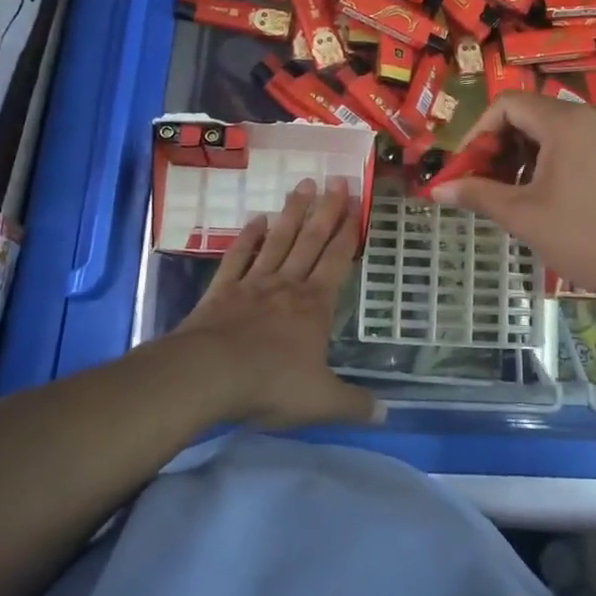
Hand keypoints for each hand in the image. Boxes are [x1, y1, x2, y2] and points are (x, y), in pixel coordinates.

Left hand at [169, 178, 379, 429]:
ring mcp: (253, 284)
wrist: (207, 375)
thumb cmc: (270, 384)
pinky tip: (257, 219)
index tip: (357, 204)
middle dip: (326, 211)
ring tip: (304, 184)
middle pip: (311, 241)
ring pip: (278, 241)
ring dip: (292, 213)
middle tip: (336, 180)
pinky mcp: (222, 291)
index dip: (349, 232)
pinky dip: (248, 237)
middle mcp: (287, 286)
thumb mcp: (322, 402)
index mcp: (315, 306)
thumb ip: (354, 406)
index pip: (337, 261)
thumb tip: (387, 414)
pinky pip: (239, 257)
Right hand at [429, 94, 595, 319]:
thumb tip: (436, 189)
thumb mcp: (525, 217)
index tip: (466, 167)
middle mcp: (595, 115)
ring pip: (559, 132)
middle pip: (533, 115)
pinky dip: (559, 162)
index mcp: (566, 121)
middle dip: (502, 146)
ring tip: (519, 196)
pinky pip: (585, 145)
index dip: (478, 132)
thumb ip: (478, 194)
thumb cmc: (589, 239)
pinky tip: (557, 199)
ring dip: (529, 156)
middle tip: (487, 184)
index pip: (507, 104)